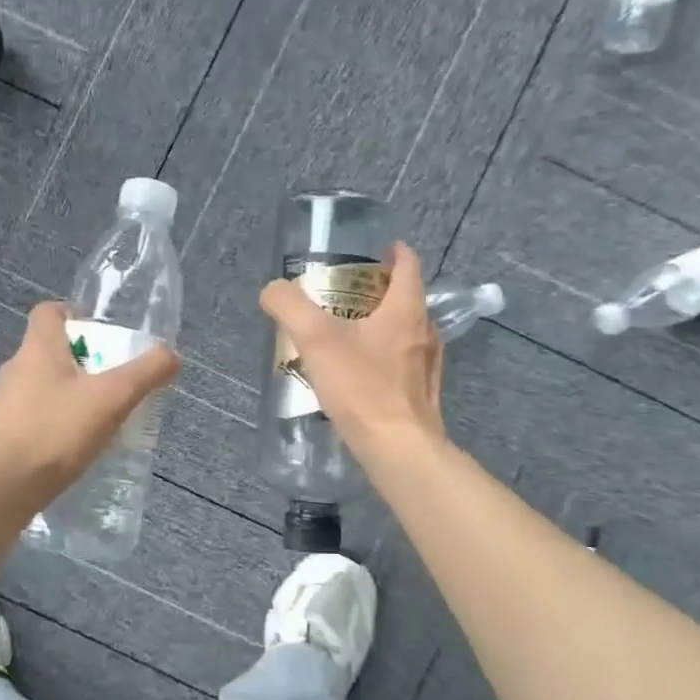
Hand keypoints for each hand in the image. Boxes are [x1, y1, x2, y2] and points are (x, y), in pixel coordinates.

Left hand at [0, 301, 179, 511]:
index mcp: (38, 348)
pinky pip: (36, 415)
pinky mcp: (2, 434)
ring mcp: (5, 403)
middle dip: (84, 359)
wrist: (3, 489)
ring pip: (44, 384)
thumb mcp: (113, 398)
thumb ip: (146, 373)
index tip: (102, 334)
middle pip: (51, 349)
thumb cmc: (57, 431)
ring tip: (100, 414)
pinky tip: (77, 444)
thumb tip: (171, 355)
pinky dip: (57, 420)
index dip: (75, 314)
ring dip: (71, 392)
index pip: (49, 311)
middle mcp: (16, 368)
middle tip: (114, 379)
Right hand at [259, 240, 445, 463]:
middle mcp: (424, 332)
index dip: (394, 252)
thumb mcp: (316, 339)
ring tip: (349, 333)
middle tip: (347, 293)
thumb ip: (289, 306)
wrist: (398, 449)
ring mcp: (427, 367)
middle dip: (380, 291)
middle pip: (406, 299)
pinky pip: (403, 364)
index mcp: (406, 310)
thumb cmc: (362, 387)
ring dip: (382, 326)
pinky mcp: (421, 396)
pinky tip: (358, 374)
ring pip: (406, 333)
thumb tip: (272, 290)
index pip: (409, 265)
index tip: (378, 249)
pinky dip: (384, 358)